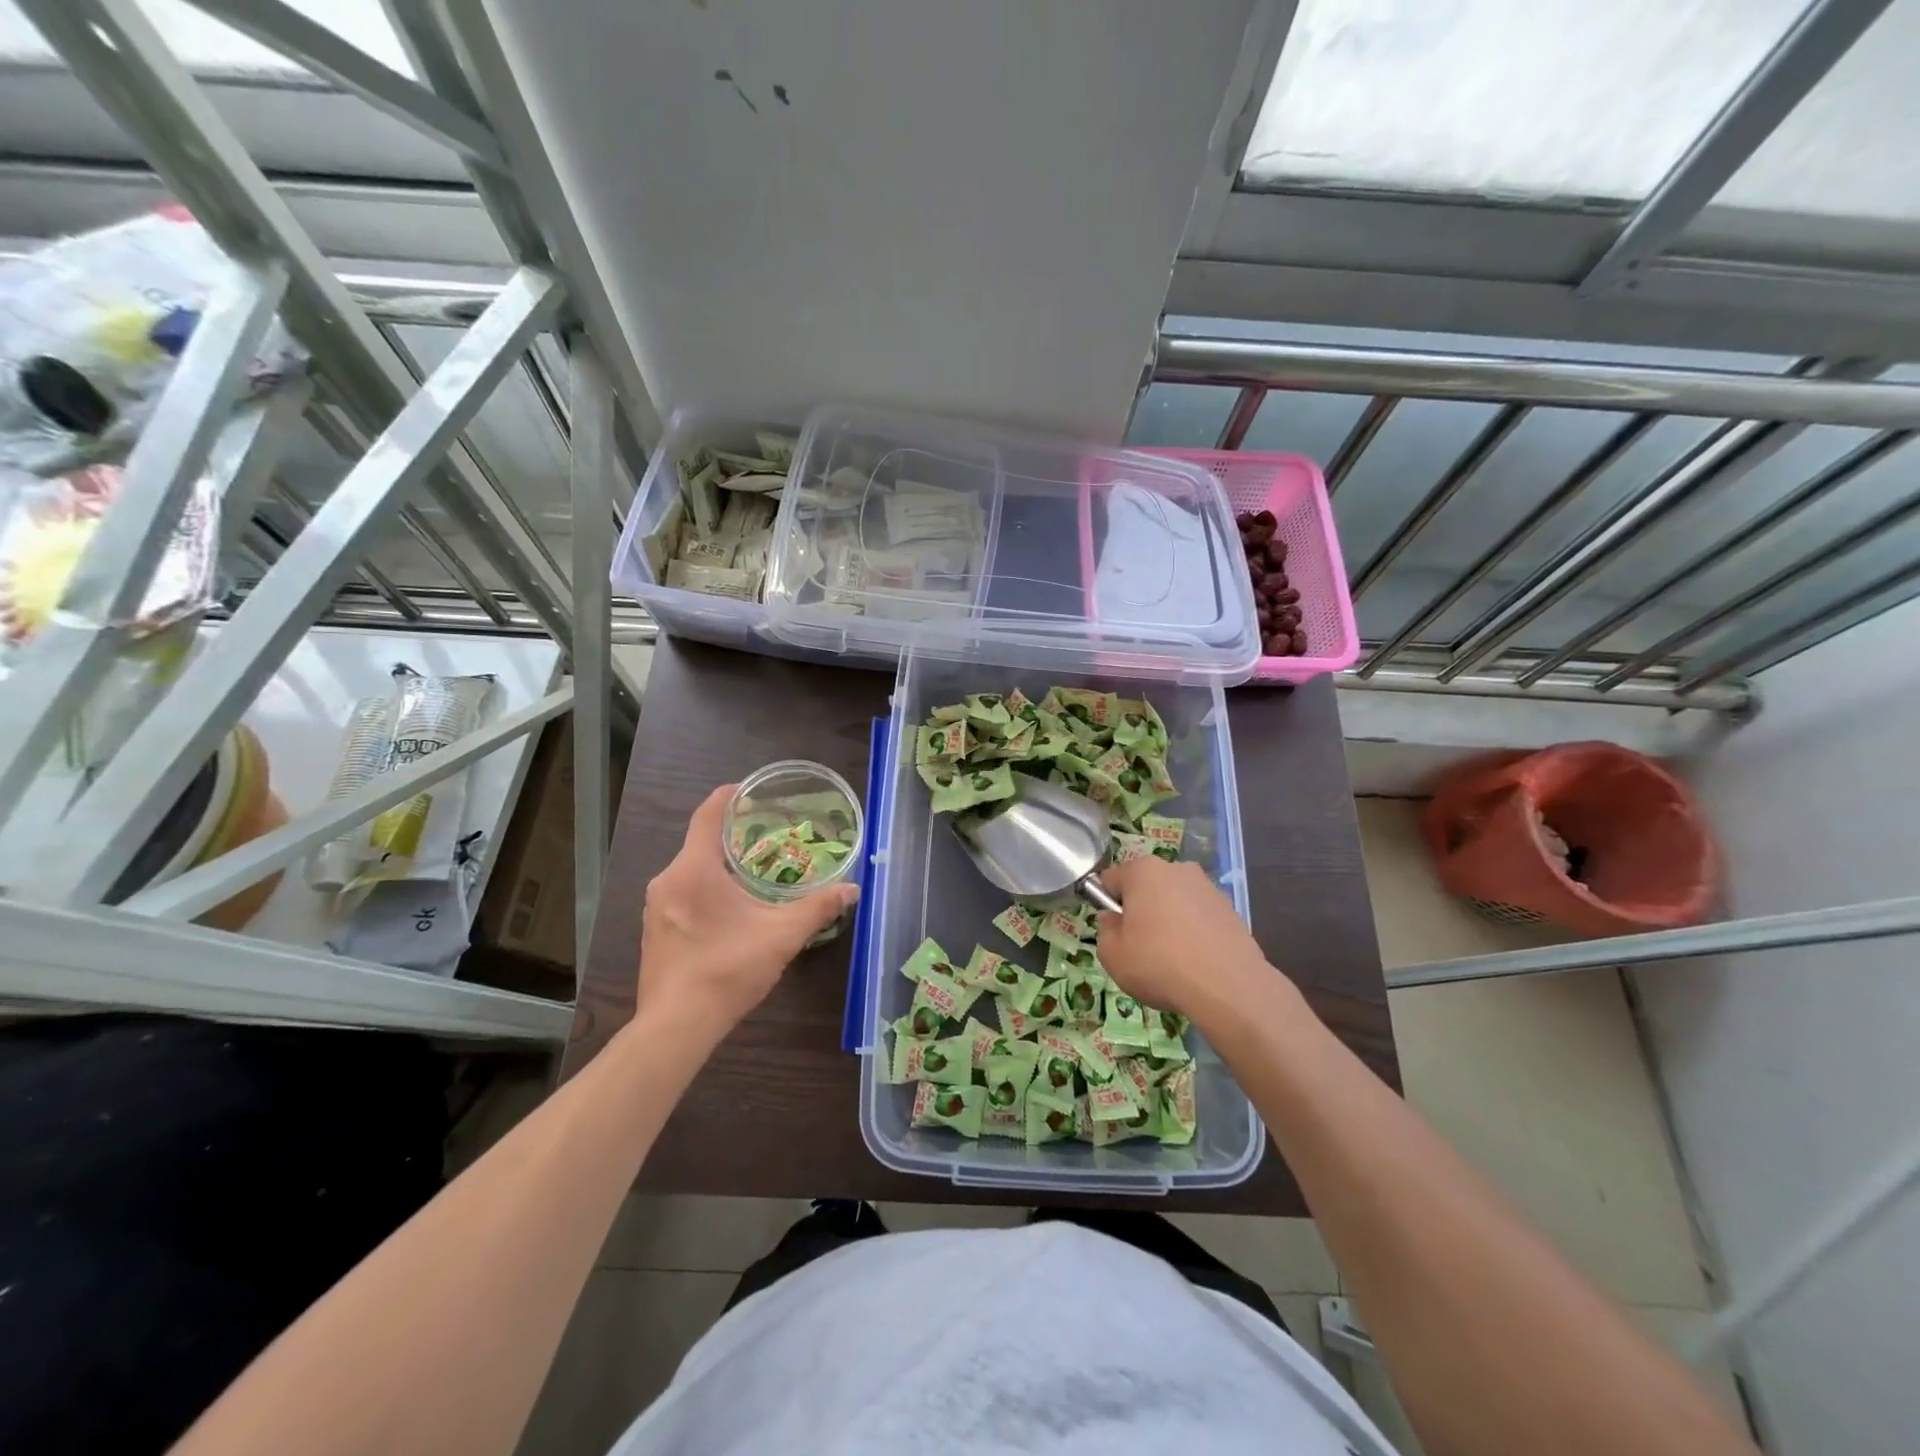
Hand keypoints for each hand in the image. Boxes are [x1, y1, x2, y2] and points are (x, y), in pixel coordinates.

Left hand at [636, 784, 858, 1038]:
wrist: (676, 1026)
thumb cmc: (728, 969)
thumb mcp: (782, 935)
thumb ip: (818, 908)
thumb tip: (852, 889)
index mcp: (694, 869)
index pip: (707, 814)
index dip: (728, 796)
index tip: (749, 790)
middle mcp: (667, 880)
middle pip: (699, 843)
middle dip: (732, 837)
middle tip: (767, 836)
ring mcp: (655, 907)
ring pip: (690, 871)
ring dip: (718, 867)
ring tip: (752, 873)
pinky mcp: (653, 931)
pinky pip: (681, 895)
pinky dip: (705, 890)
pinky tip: (729, 911)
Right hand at [1095, 857, 1274, 1022]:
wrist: (1228, 988)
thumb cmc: (1159, 964)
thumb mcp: (1112, 956)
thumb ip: (1105, 931)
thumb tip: (1114, 920)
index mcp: (1143, 871)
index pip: (1111, 879)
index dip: (1106, 905)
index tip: (1114, 932)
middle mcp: (1176, 869)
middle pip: (1146, 887)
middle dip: (1140, 910)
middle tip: (1140, 946)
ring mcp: (1207, 887)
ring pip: (1175, 901)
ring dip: (1168, 920)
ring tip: (1172, 959)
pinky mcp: (1230, 909)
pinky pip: (1199, 917)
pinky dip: (1194, 932)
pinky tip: (1196, 962)